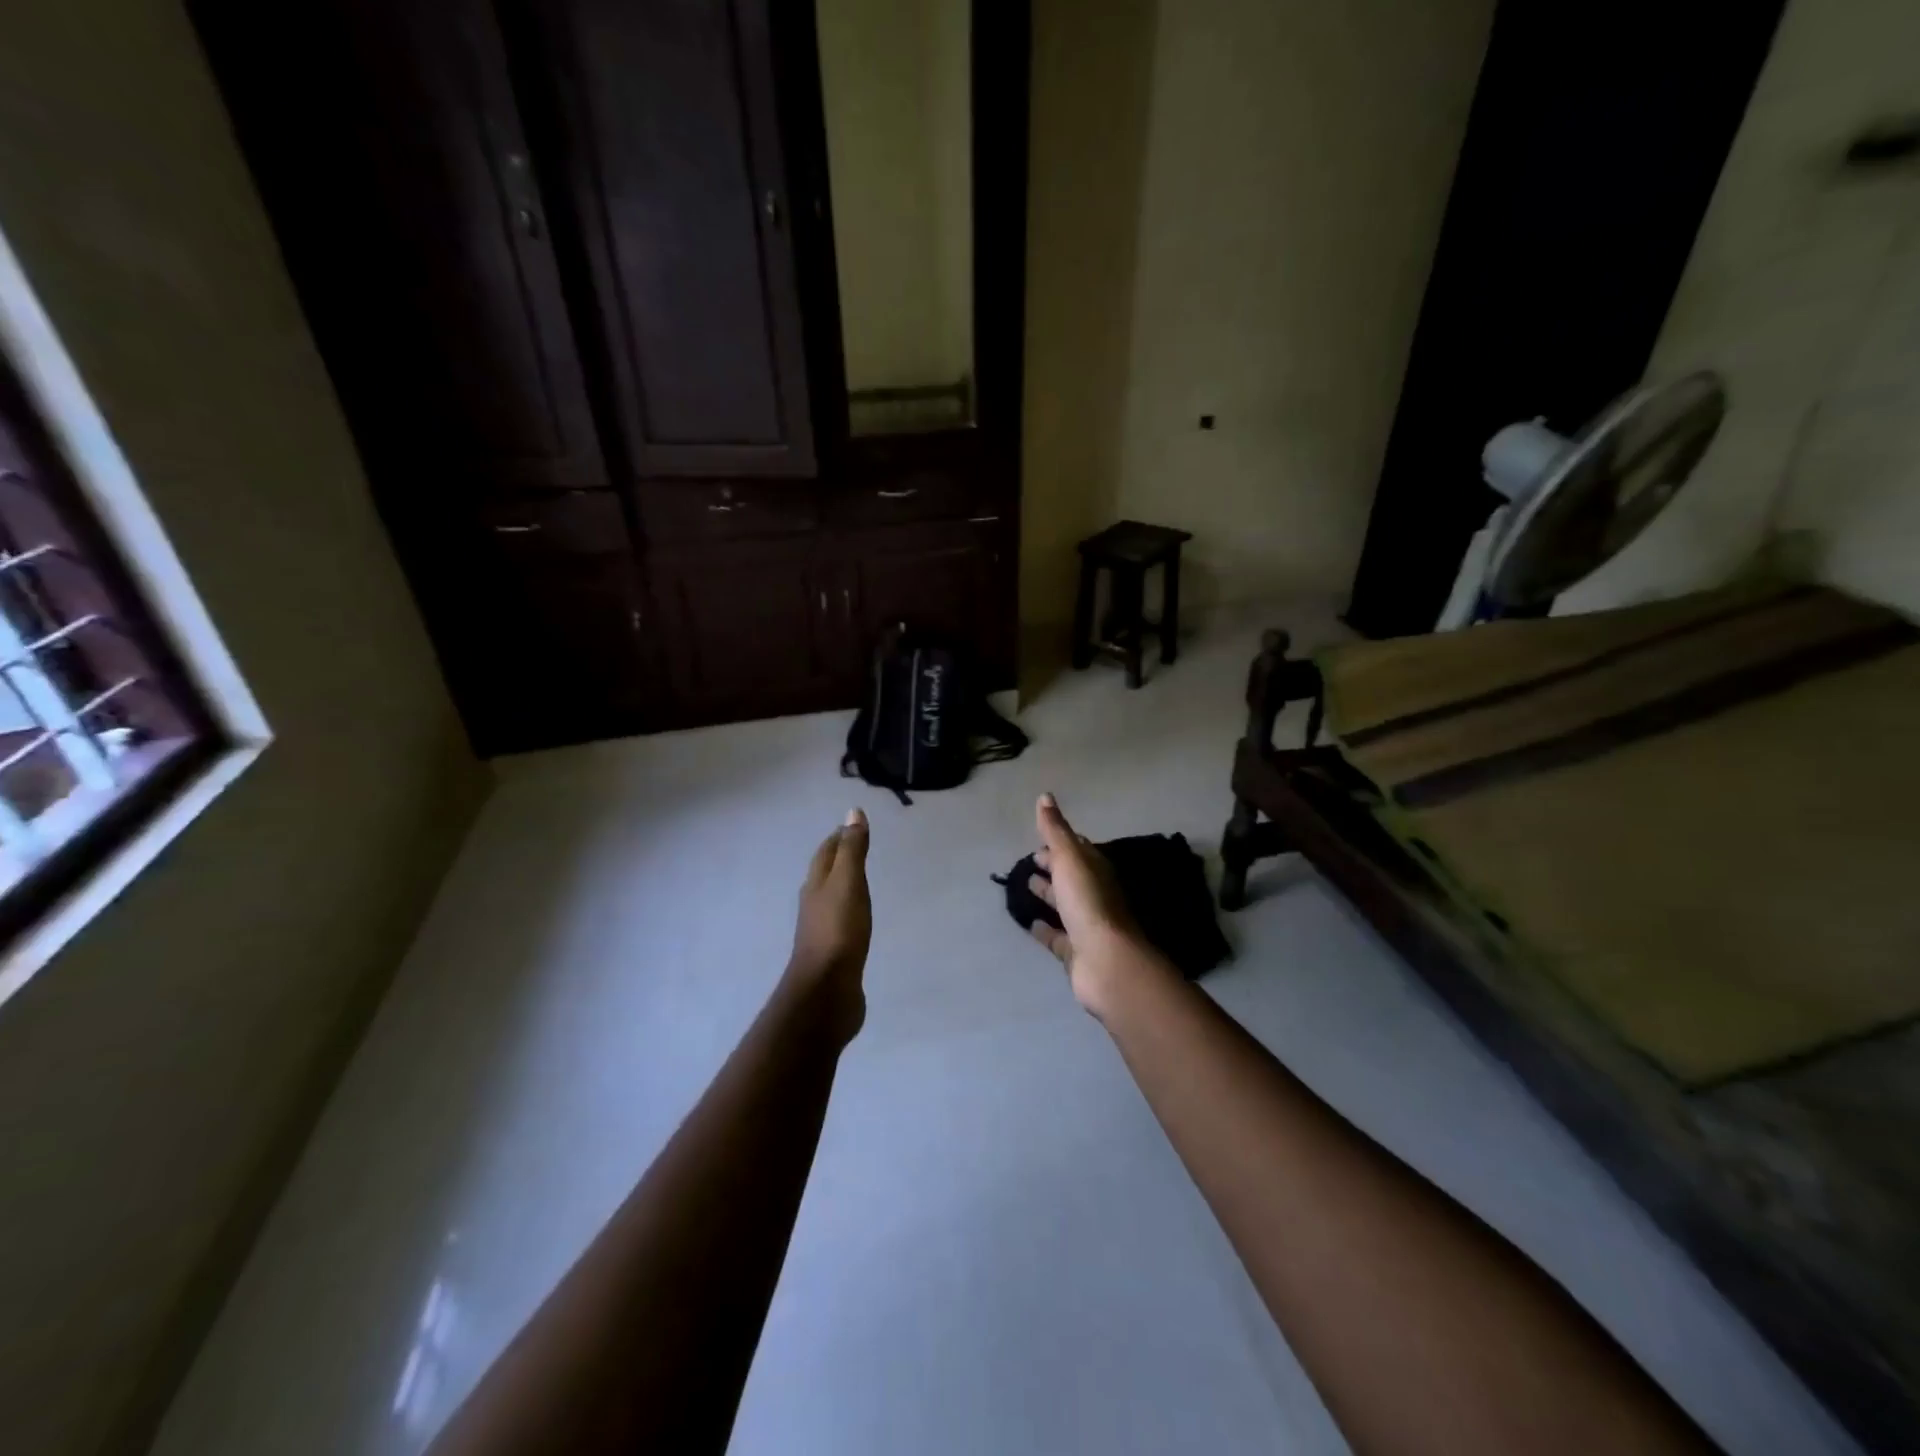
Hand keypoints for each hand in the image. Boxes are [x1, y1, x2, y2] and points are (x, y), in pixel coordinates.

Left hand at [786, 808, 871, 1039]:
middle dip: (838, 858)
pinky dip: (850, 911)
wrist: (826, 991)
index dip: (839, 837)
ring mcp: (822, 930)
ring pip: (832, 898)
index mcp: (816, 884)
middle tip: (857, 847)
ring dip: (843, 885)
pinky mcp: (833, 954)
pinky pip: (842, 923)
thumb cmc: (839, 931)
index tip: (852, 825)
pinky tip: (858, 919)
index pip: (826, 852)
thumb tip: (852, 812)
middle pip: (825, 873)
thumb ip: (852, 850)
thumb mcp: (848, 883)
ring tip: (858, 879)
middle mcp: (814, 904)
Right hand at [1026, 793, 1150, 1017]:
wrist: (1106, 962)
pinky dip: (1045, 929)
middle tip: (1032, 860)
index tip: (1041, 837)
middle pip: (1072, 877)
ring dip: (1048, 894)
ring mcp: (1086, 925)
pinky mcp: (1076, 952)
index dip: (1062, 842)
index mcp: (1096, 871)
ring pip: (1065, 905)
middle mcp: (1094, 896)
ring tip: (1026, 885)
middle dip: (1054, 866)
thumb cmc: (1088, 903)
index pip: (1079, 850)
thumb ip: (1056, 830)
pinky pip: (1058, 937)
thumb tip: (1045, 796)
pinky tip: (1030, 923)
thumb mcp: (1070, 858)